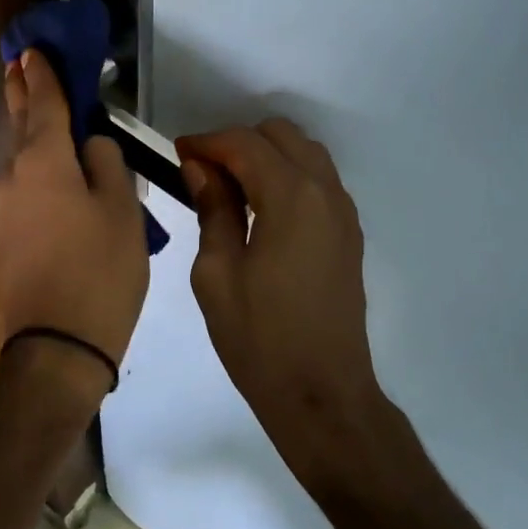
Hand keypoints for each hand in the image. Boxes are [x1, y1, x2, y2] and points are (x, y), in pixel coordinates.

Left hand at [0, 49, 149, 364]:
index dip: (43, 74)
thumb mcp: (122, 209)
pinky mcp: (4, 232)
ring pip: (15, 152)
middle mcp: (13, 174)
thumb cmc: (100, 270)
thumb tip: (91, 145)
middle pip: (19, 121)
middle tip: (20, 63)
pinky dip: (28, 158)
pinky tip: (40, 159)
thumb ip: (107, 163)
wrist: (58, 343)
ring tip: (32, 103)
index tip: (34, 49)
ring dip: (24, 125)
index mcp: (44, 161)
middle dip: (22, 91)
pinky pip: (18, 179)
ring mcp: (3, 205)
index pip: (44, 103)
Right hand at [177, 121, 385, 457]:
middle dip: (238, 142)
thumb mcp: (216, 273)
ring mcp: (343, 212)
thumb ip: (213, 208)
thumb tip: (202, 167)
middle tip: (204, 172)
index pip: (245, 143)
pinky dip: (288, 175)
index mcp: (291, 196)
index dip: (207, 142)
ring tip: (231, 189)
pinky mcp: (349, 233)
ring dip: (266, 156)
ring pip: (305, 152)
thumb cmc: (258, 337)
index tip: (178, 153)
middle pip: (280, 135)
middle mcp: (325, 191)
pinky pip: (319, 180)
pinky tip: (261, 209)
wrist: (321, 393)